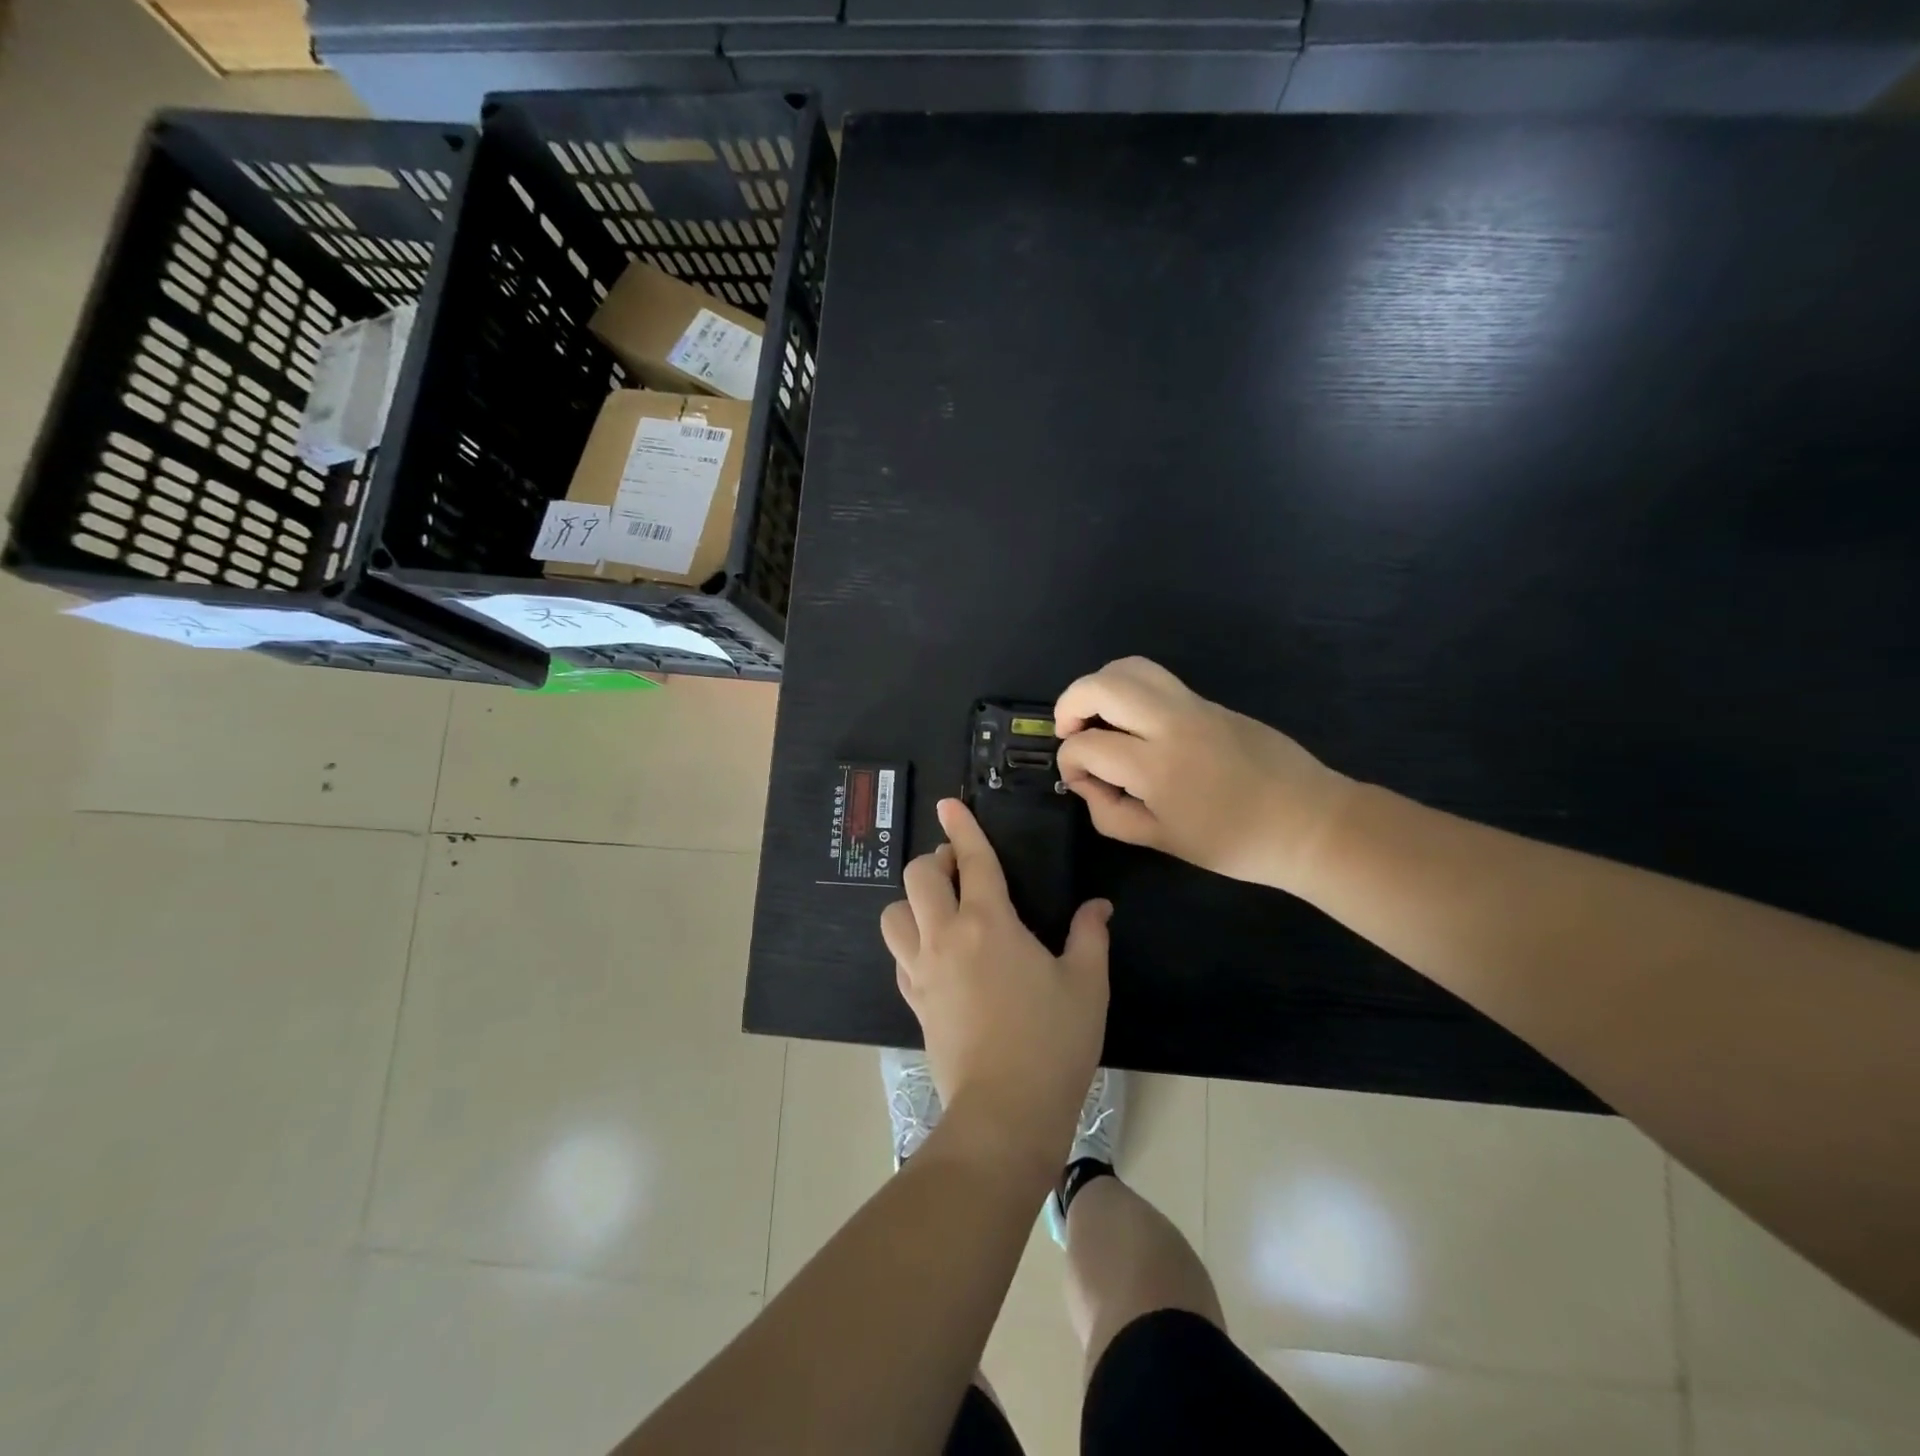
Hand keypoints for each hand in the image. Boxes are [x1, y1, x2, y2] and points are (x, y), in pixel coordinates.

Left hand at [881, 799, 1110, 1174]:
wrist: (1004, 1111)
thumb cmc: (1052, 1042)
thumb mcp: (1086, 984)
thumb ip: (1090, 936)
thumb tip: (1097, 906)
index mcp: (989, 922)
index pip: (972, 860)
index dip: (962, 827)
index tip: (948, 804)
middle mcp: (946, 936)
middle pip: (918, 877)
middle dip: (935, 861)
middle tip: (960, 870)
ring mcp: (922, 969)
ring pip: (894, 914)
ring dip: (913, 902)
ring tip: (941, 910)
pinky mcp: (913, 999)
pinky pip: (899, 955)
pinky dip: (911, 942)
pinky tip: (935, 954)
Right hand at [1054, 656, 1351, 894]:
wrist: (1309, 822)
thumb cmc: (1234, 843)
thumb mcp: (1162, 841)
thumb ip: (1111, 813)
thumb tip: (1088, 784)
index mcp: (1156, 766)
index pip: (1087, 745)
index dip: (1070, 763)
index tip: (1081, 782)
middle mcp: (1170, 723)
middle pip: (1102, 685)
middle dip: (1070, 703)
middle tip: (1068, 730)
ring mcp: (1194, 705)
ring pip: (1130, 667)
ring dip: (1101, 686)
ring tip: (1098, 717)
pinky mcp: (1210, 701)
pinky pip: (1158, 681)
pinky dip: (1131, 692)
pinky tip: (1136, 726)